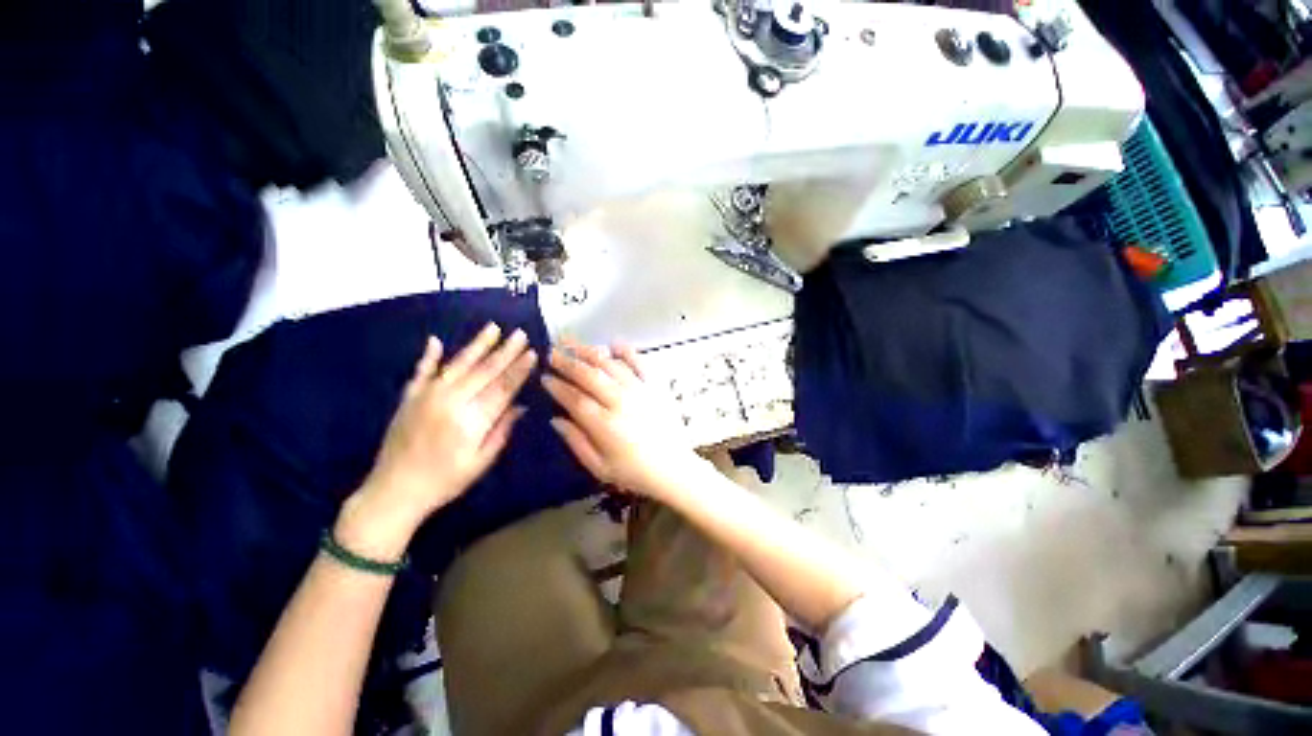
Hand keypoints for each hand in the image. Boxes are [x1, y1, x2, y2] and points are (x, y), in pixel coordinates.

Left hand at [339, 324, 535, 558]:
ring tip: (493, 327)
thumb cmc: (445, 481)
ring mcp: (427, 395)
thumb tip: (520, 405)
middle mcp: (450, 400)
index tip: (533, 353)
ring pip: (458, 364)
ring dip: (477, 345)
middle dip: (505, 351)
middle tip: (520, 333)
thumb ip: (501, 431)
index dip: (519, 369)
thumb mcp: (481, 462)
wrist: (394, 491)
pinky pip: (421, 371)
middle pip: (484, 371)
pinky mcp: (410, 397)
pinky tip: (436, 341)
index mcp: (471, 419)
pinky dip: (429, 356)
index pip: (503, 387)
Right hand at [542, 338, 702, 501]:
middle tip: (551, 352)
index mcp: (604, 424)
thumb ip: (576, 442)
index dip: (557, 386)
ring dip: (589, 351)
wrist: (673, 468)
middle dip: (567, 362)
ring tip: (572, 342)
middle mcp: (620, 401)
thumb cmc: (634, 472)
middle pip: (589, 375)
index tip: (544, 377)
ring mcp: (639, 390)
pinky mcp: (655, 386)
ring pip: (610, 365)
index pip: (574, 398)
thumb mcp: (599, 467)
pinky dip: (626, 351)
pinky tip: (613, 343)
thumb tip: (556, 419)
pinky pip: (640, 363)